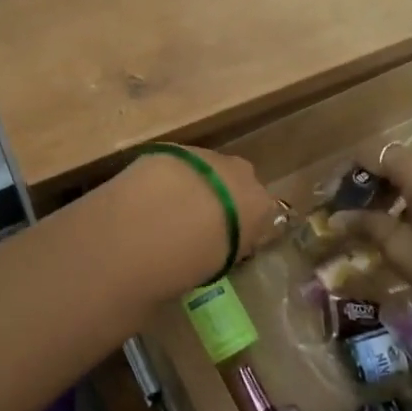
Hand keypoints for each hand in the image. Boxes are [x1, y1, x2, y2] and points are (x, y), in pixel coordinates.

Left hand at [112, 146, 282, 294]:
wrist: (158, 217)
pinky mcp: (175, 147)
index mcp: (261, 207)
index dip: (240, 227)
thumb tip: (216, 247)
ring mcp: (209, 156)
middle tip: (195, 223)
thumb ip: (226, 248)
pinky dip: (169, 177)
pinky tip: (150, 194)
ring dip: (193, 185)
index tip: (222, 241)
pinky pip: (179, 164)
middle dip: (219, 198)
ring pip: (206, 170)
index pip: (259, 216)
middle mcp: (243, 175)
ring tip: (167, 209)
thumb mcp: (220, 263)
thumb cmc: (198, 256)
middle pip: (235, 185)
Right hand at [333, 147, 411, 313]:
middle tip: (358, 215)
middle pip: (399, 162)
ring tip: (386, 224)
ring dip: (400, 192)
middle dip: (375, 184)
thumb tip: (337, 218)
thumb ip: (367, 225)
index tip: (336, 197)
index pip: (373, 155)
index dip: (350, 173)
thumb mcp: (400, 250)